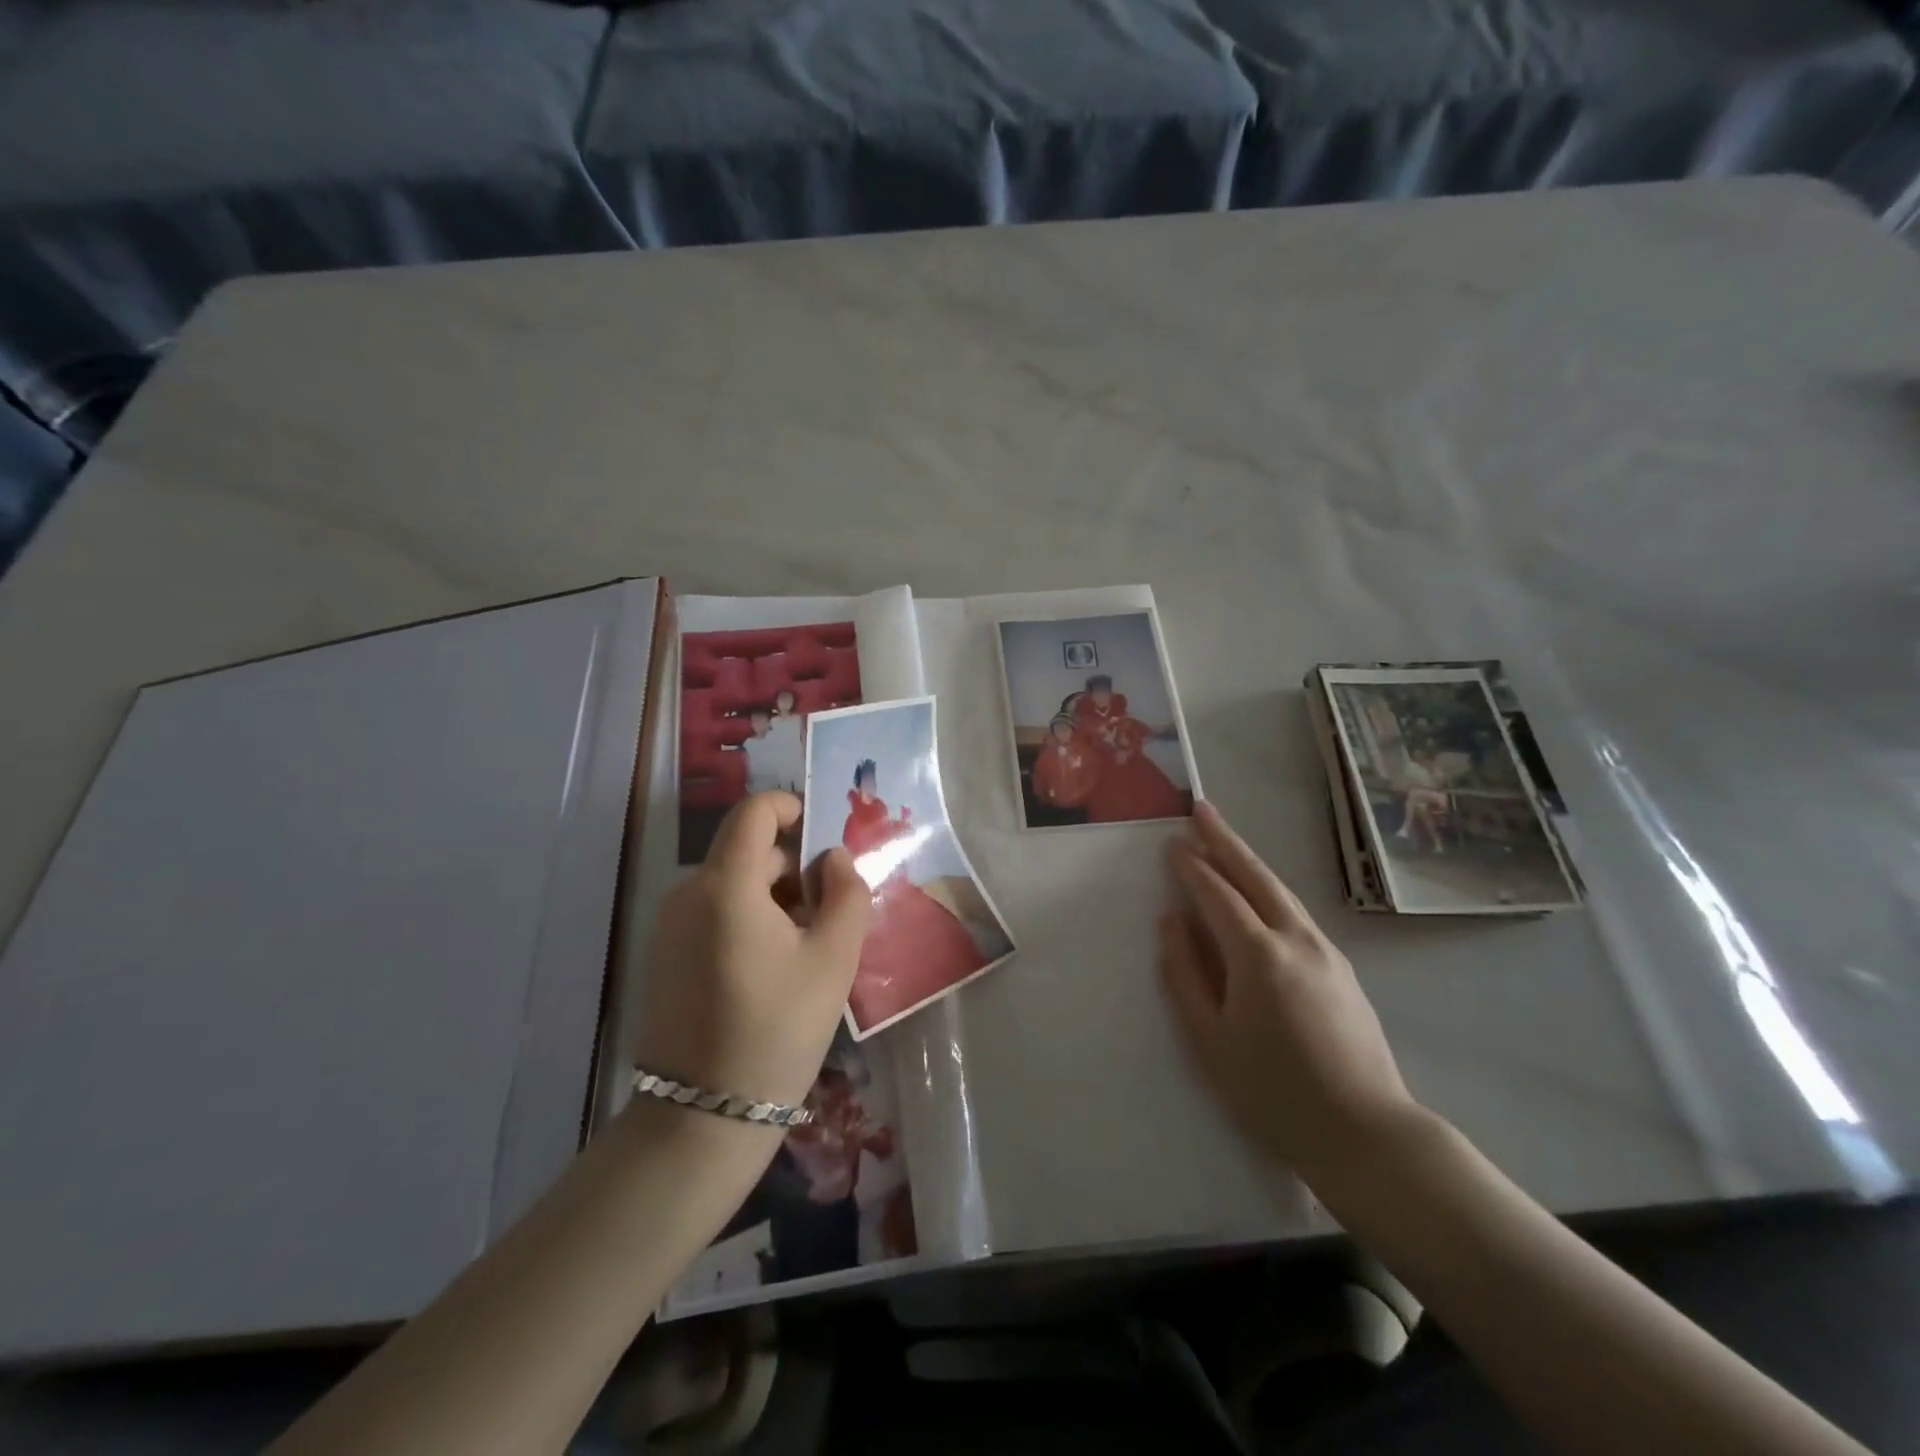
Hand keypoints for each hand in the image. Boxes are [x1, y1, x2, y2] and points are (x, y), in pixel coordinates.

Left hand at [635, 791, 871, 1108]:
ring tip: (807, 948)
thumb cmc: (777, 1028)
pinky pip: (714, 912)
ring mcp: (671, 926)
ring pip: (734, 883)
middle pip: (748, 851)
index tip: (822, 837)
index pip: (754, 812)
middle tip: (830, 914)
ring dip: (775, 897)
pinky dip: (749, 918)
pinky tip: (773, 968)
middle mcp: (689, 893)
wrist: (703, 1116)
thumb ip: (846, 894)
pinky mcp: (666, 955)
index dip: (790, 807)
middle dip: (794, 868)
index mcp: (727, 885)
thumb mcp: (833, 959)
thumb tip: (834, 858)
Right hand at [1159, 801, 1416, 1179]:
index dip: (1191, 867)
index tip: (1171, 843)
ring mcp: (1325, 951)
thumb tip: (1171, 922)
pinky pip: (1295, 912)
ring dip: (1248, 860)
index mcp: (1258, 955)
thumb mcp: (1210, 1040)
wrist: (1366, 1135)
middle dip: (1224, 840)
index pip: (1217, 895)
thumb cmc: (1273, 1093)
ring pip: (1280, 891)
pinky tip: (1259, 893)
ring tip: (1223, 839)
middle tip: (1200, 808)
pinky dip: (1269, 889)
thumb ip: (1185, 975)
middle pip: (1255, 876)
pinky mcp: (1342, 968)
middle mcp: (1295, 939)